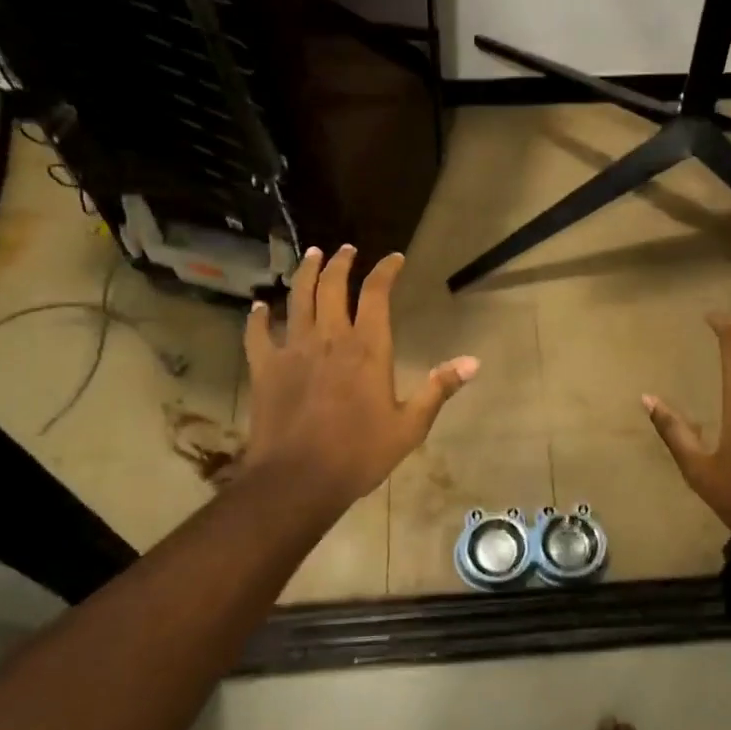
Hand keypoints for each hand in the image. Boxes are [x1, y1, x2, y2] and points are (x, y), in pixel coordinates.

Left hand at [239, 245, 477, 526]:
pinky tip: (258, 306)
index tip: (393, 259)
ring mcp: (293, 350)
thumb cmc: (359, 453)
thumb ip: (439, 389)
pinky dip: (257, 317)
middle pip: (332, 286)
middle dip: (340, 263)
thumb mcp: (410, 426)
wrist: (298, 479)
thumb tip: (473, 362)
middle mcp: (329, 338)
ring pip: (297, 298)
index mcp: (368, 348)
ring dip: (304, 273)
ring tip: (311, 256)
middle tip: (346, 249)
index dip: (385, 271)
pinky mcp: (265, 368)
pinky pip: (257, 333)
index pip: (376, 294)